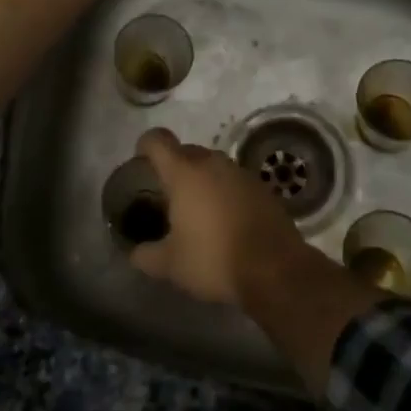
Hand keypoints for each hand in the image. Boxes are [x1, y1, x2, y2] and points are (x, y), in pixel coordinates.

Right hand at [129, 128, 306, 306]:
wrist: (275, 270)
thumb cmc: (214, 260)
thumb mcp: (170, 265)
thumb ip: (145, 255)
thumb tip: (135, 252)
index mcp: (184, 173)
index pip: (158, 140)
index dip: (145, 146)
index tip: (141, 162)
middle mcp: (213, 163)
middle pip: (186, 151)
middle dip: (173, 167)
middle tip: (167, 196)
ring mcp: (241, 173)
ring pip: (212, 166)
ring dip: (201, 180)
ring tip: (196, 211)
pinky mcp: (263, 188)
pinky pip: (234, 181)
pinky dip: (224, 192)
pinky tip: (225, 221)